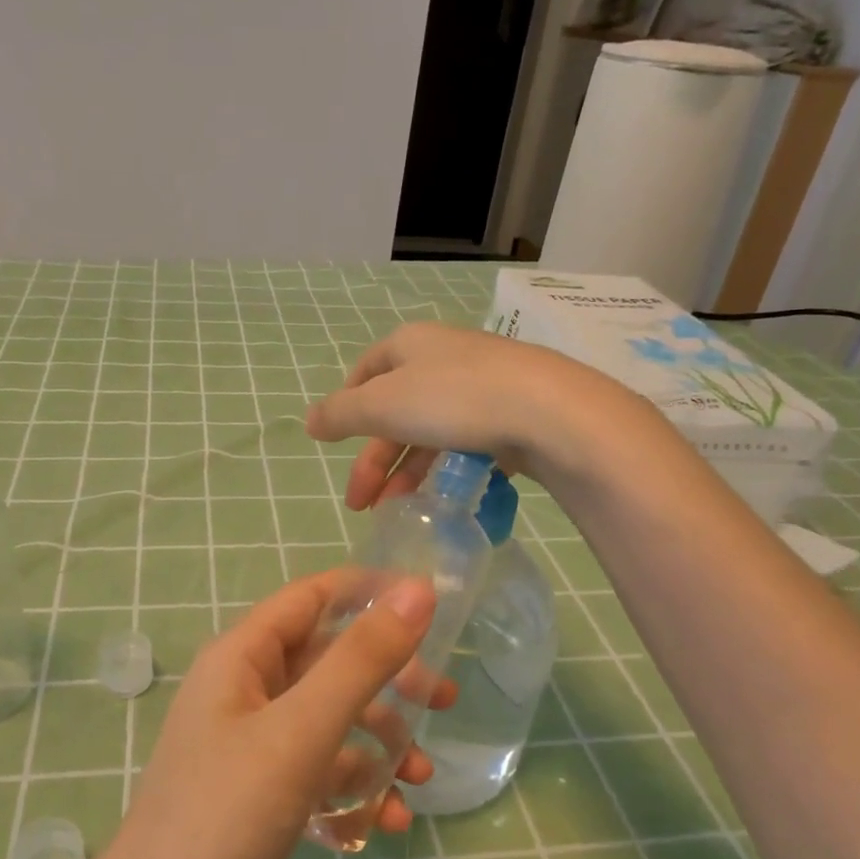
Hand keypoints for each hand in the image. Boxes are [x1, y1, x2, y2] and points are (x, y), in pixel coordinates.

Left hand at [92, 570, 449, 858]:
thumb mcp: (302, 731)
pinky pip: (319, 771)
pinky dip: (355, 786)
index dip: (369, 592)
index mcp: (242, 657)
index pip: (312, 597)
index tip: (432, 607)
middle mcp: (244, 691)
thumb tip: (416, 592)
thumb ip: (361, 660)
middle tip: (445, 701)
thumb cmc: (225, 816)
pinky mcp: (259, 795)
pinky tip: (386, 822)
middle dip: (388, 678)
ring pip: (330, 720)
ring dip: (379, 742)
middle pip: (328, 661)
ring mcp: (250, 745)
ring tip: (421, 779)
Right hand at [303, 322, 634, 509]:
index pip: (366, 370)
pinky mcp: (511, 415)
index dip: (347, 406)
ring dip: (408, 473)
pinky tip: (443, 499)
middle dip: (375, 460)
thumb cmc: (453, 399)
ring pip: (431, 432)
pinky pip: (467, 444)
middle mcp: (444, 358)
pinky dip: (447, 471)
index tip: (337, 443)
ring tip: (397, 513)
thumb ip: (340, 414)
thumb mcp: (382, 406)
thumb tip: (310, 421)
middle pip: (396, 410)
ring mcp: (482, 386)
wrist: (549, 413)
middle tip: (361, 504)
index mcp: (410, 345)